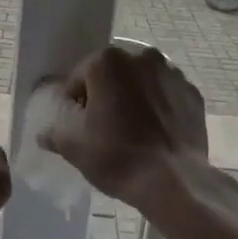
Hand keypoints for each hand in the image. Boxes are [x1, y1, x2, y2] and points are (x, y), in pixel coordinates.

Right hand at [39, 45, 207, 207]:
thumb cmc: (118, 157)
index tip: (78, 125)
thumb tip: (44, 133)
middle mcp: (141, 56)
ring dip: (132, 97)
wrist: (175, 181)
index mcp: (107, 62)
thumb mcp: (73, 147)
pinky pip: (165, 95)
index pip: (79, 77)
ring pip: (140, 82)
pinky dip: (157, 106)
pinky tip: (154, 133)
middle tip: (103, 127)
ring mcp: (172, 73)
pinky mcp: (193, 93)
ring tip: (131, 130)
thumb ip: (54, 132)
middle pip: (112, 74)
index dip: (75, 102)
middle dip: (105, 94)